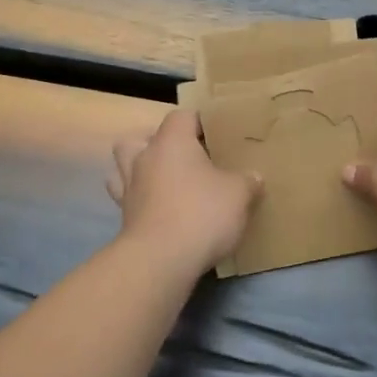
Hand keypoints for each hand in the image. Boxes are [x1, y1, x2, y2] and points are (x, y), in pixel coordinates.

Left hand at [108, 109, 261, 276]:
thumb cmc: (201, 213)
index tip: (216, 135)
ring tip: (165, 181)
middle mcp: (144, 158)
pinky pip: (129, 199)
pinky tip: (160, 211)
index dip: (199, 121)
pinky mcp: (124, 218)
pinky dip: (141, 201)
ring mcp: (129, 189)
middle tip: (184, 157)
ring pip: (124, 167)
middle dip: (158, 144)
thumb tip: (253, 177)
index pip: (182, 116)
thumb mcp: (238, 195)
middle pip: (140, 138)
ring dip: (140, 170)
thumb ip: (247, 181)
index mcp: (172, 142)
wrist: (160, 260)